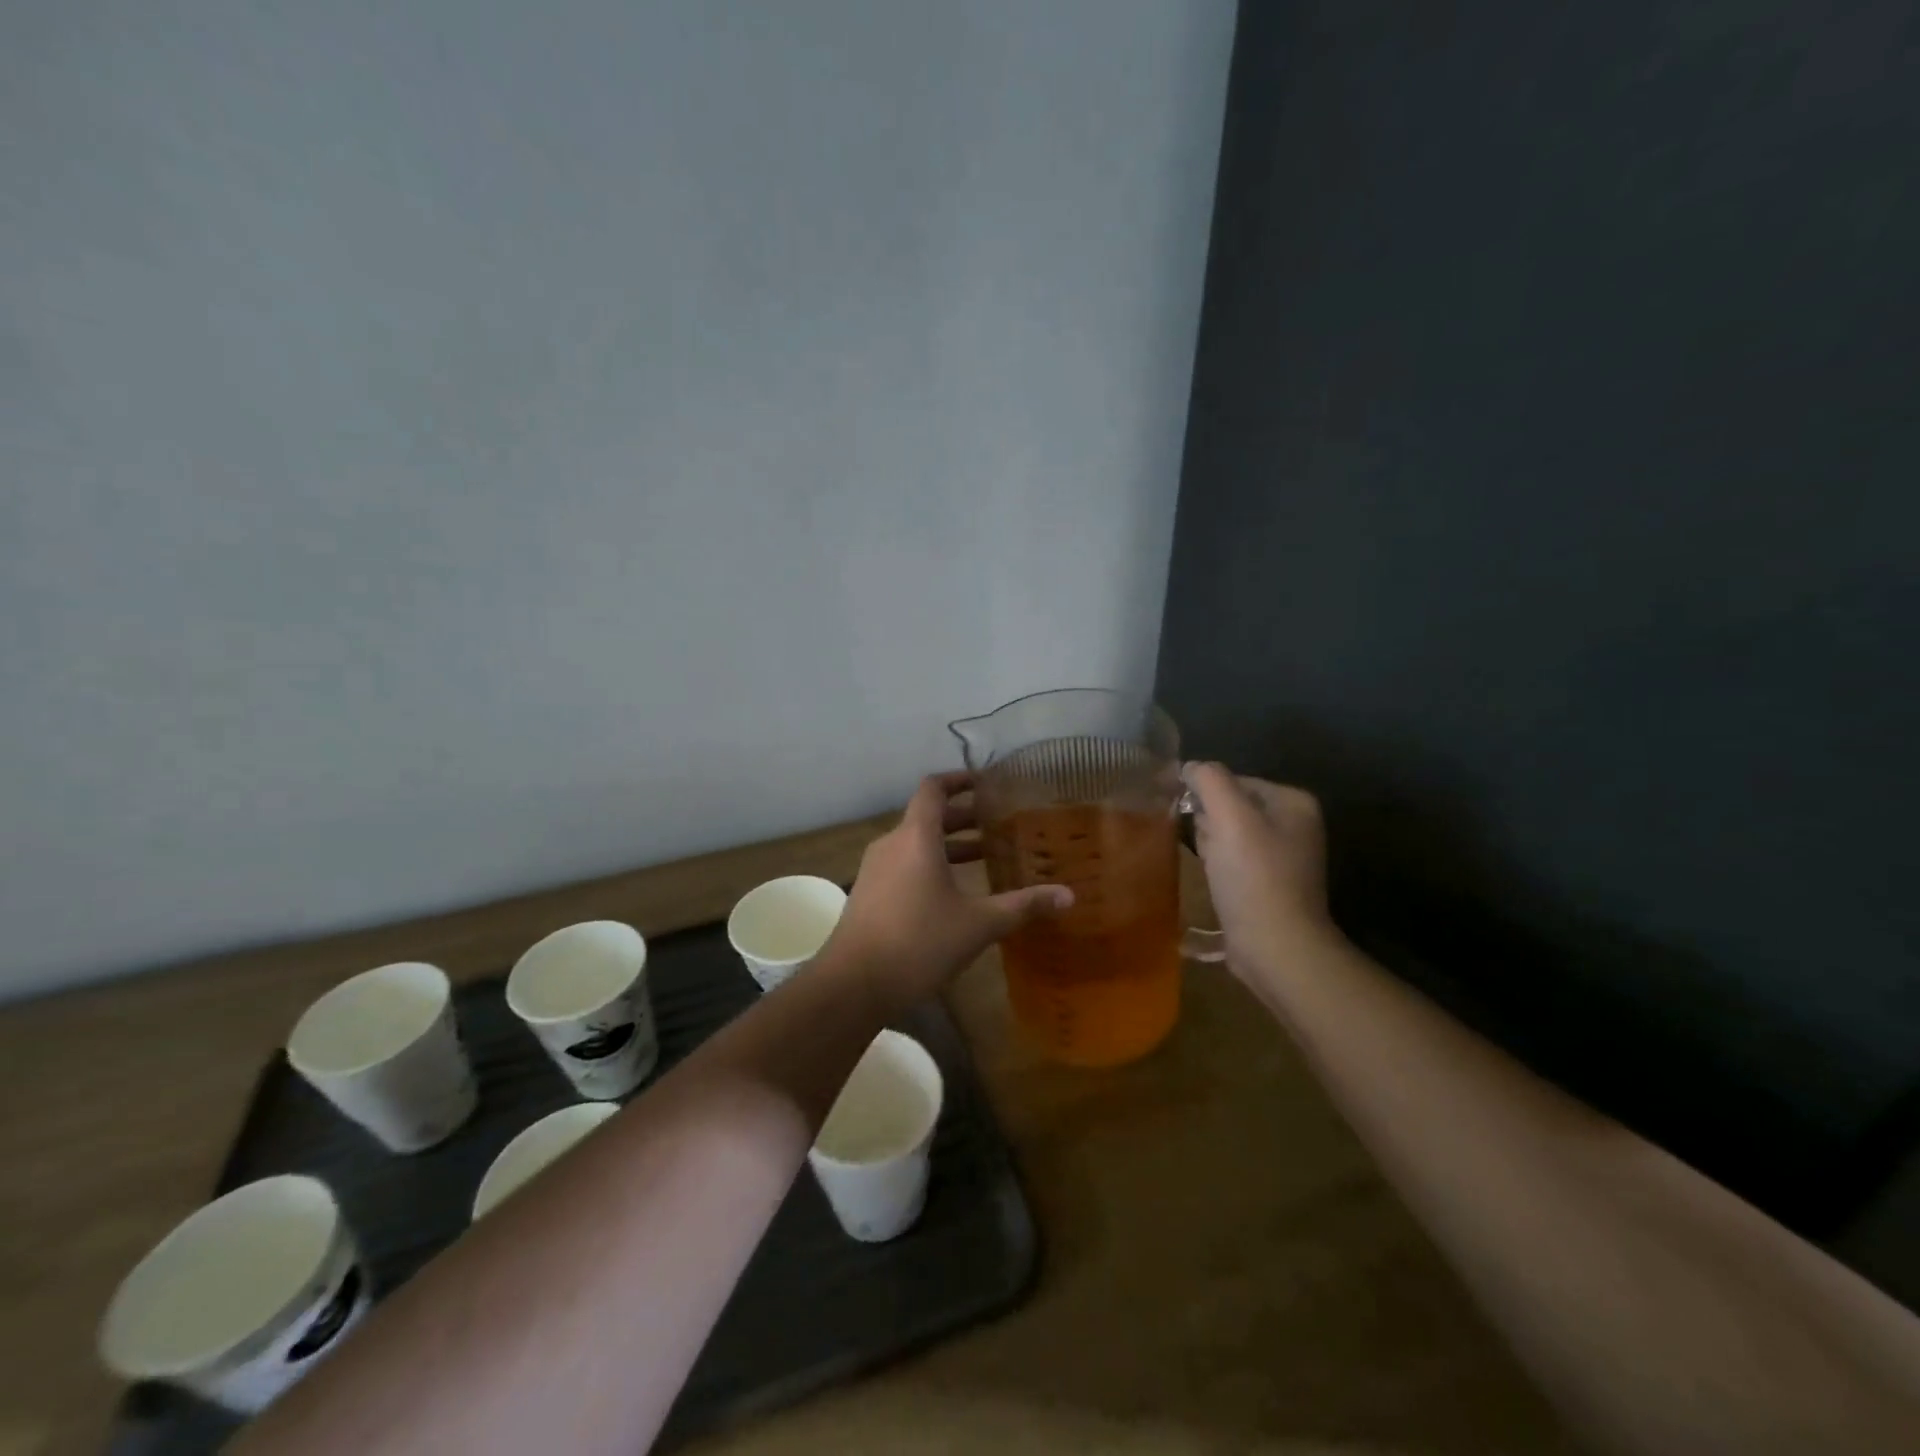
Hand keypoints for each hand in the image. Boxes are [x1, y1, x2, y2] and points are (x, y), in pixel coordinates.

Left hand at [831, 772, 1072, 1005]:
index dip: (958, 779)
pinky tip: (953, 894)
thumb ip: (1023, 906)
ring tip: (983, 857)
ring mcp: (875, 869)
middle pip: (927, 816)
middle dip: (962, 817)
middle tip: (997, 824)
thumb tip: (1069, 896)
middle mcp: (892, 844)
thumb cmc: (919, 943)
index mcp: (916, 837)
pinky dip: (930, 865)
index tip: (984, 782)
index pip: (933, 788)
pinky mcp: (868, 893)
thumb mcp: (978, 924)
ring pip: (915, 843)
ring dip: (947, 845)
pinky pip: (903, 865)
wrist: (853, 984)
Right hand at [1184, 763, 1338, 977]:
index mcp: (1293, 802)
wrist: (1276, 947)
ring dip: (1211, 848)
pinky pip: (1233, 862)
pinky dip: (1219, 869)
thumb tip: (1190, 767)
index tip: (1197, 822)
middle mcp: (1294, 824)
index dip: (1207, 798)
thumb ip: (1209, 780)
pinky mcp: (1270, 884)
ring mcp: (1284, 857)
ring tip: (1213, 871)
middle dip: (1209, 824)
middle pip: (1230, 807)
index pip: (1232, 780)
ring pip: (1227, 835)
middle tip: (1211, 851)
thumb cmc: (1254, 877)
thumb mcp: (1229, 817)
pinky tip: (1216, 885)